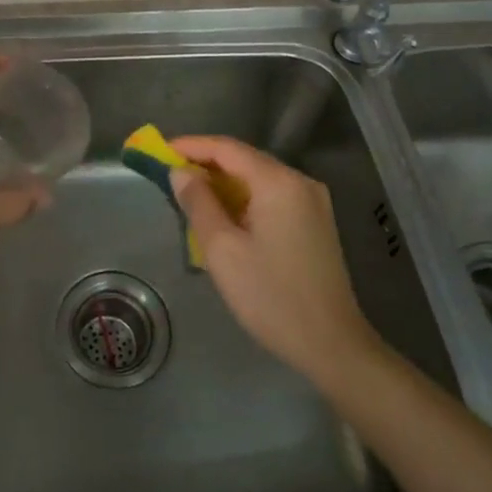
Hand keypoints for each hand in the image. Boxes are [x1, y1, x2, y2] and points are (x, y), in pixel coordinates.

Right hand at [169, 135, 379, 383]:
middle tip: (170, 175)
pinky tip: (224, 215)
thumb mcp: (223, 250)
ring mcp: (312, 202)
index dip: (191, 146)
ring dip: (224, 183)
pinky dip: (244, 199)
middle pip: (245, 160)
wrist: (332, 345)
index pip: (227, 148)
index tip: (159, 151)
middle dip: (206, 164)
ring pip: (258, 179)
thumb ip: (199, 203)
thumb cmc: (271, 296)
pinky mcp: (315, 222)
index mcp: (278, 182)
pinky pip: (272, 196)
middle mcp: (300, 182)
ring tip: (190, 196)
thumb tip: (181, 172)